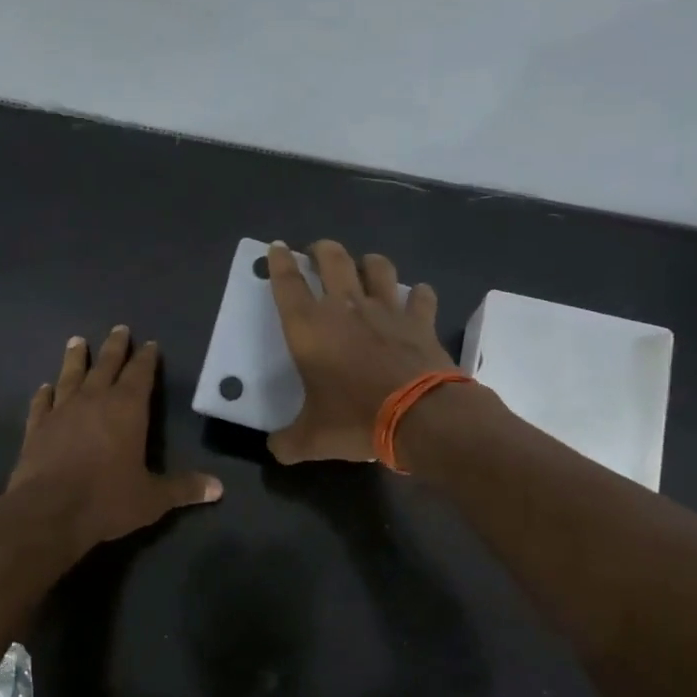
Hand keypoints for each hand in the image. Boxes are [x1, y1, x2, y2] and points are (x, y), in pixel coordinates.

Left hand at [6, 325, 222, 549]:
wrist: (48, 511)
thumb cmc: (107, 499)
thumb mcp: (152, 498)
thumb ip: (183, 488)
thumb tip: (218, 487)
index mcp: (127, 409)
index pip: (140, 374)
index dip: (146, 358)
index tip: (149, 344)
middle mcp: (94, 400)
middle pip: (106, 365)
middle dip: (115, 347)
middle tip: (119, 328)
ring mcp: (62, 411)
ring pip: (71, 375)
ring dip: (75, 358)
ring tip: (76, 341)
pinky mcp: (37, 427)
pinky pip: (41, 403)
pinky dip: (44, 393)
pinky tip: (44, 387)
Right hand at [265, 240, 454, 463]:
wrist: (420, 416)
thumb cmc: (355, 419)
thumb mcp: (312, 439)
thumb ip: (288, 442)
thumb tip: (275, 449)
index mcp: (309, 328)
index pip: (287, 283)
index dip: (279, 262)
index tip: (277, 247)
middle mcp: (345, 307)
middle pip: (332, 258)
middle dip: (322, 249)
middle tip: (317, 252)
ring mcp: (387, 309)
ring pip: (377, 266)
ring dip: (368, 263)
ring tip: (365, 268)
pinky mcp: (420, 320)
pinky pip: (421, 295)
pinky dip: (418, 295)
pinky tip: (416, 300)